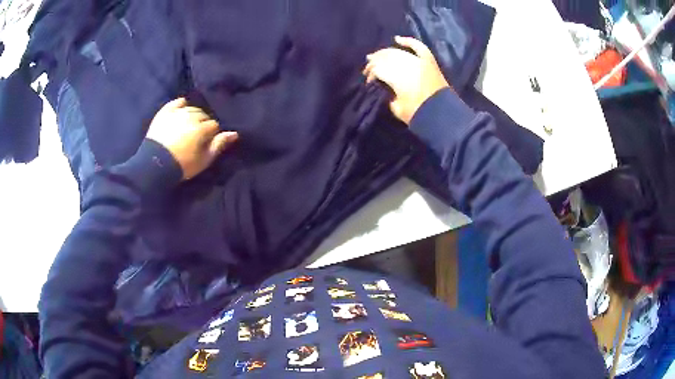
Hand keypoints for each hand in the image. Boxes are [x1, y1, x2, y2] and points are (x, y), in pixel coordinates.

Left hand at [147, 98, 238, 179]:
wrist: (155, 165)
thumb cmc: (182, 165)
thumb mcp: (204, 160)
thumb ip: (219, 145)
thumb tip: (234, 133)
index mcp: (202, 128)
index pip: (214, 125)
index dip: (212, 134)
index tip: (207, 142)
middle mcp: (191, 116)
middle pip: (203, 115)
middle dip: (203, 123)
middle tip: (198, 135)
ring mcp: (177, 112)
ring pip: (192, 109)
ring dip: (193, 115)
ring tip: (189, 126)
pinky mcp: (165, 112)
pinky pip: (177, 102)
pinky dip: (181, 105)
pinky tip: (183, 109)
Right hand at [363, 36, 449, 124]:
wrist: (442, 116)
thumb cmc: (418, 114)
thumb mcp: (396, 108)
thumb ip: (388, 95)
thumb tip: (384, 88)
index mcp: (396, 77)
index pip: (377, 69)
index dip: (370, 74)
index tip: (368, 82)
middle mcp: (406, 65)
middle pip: (385, 58)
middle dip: (374, 61)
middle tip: (368, 68)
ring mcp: (418, 61)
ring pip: (398, 52)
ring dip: (385, 52)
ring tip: (378, 56)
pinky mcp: (429, 61)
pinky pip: (418, 47)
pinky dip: (408, 41)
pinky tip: (397, 39)